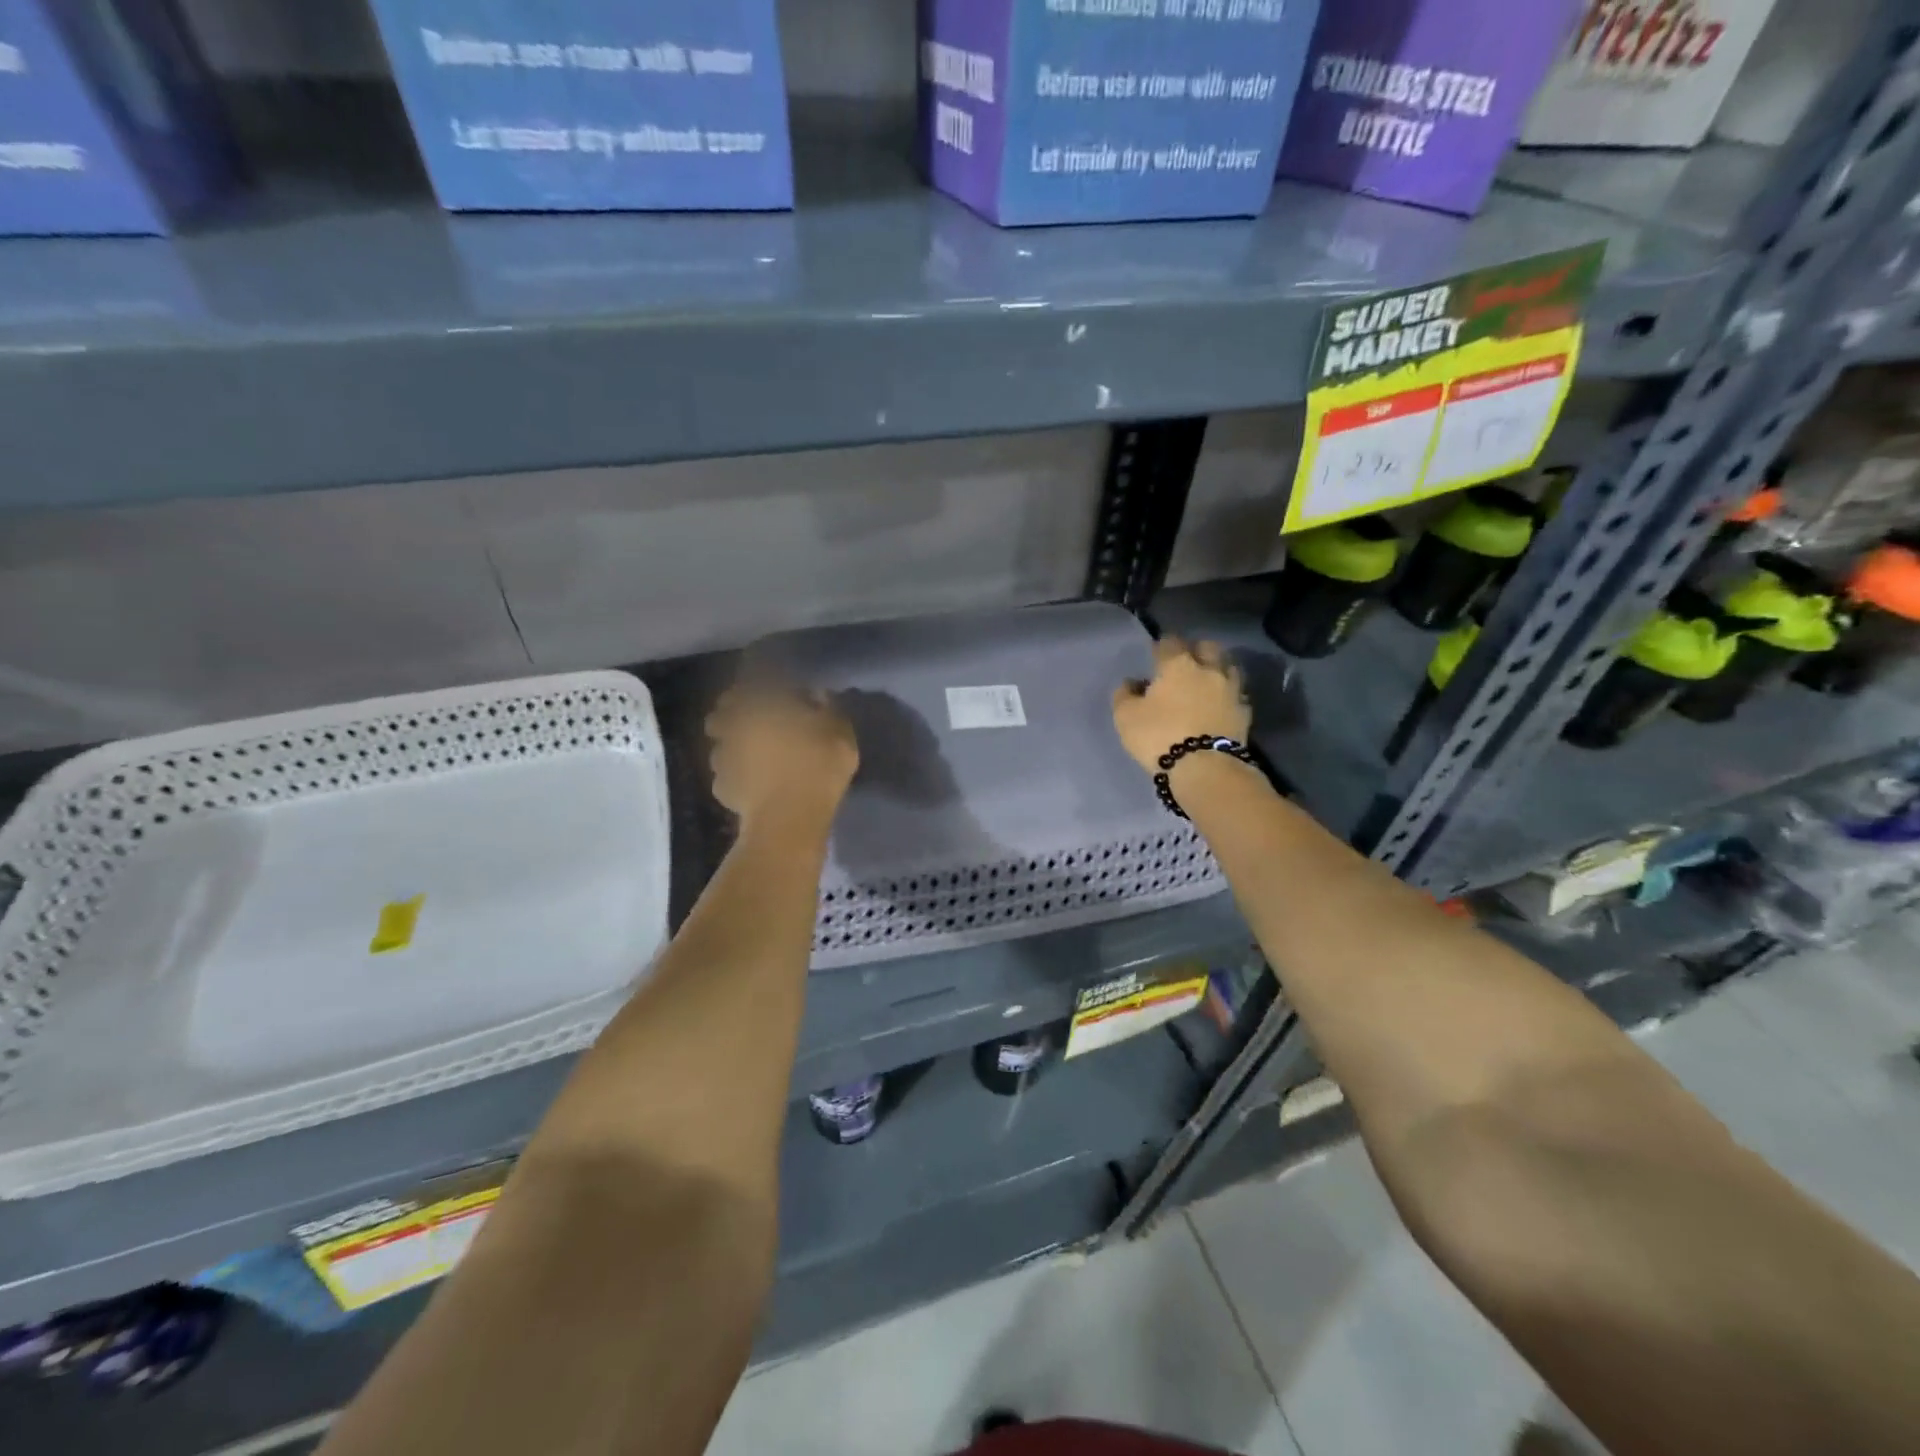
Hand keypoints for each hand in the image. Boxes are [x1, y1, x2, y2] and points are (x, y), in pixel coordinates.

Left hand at [706, 680, 859, 830]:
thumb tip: (816, 694)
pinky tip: (754, 783)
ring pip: (721, 744)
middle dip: (736, 713)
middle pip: (723, 712)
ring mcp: (722, 758)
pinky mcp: (721, 788)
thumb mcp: (839, 730)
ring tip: (754, 755)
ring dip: (733, 745)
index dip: (760, 683)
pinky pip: (727, 775)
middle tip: (758, 721)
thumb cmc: (817, 765)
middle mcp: (732, 724)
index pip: (749, 681)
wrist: (789, 819)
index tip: (775, 690)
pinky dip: (737, 775)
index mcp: (758, 702)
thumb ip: (827, 707)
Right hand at [1111, 636, 1251, 776]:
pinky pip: (1236, 694)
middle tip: (1186, 663)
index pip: (1170, 642)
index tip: (1155, 656)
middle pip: (1207, 647)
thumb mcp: (1125, 716)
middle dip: (1196, 650)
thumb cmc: (1159, 736)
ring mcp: (1231, 689)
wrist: (1205, 768)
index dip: (1162, 646)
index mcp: (1178, 664)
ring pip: (1228, 667)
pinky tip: (1220, 704)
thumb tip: (1131, 683)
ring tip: (1206, 682)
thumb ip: (1124, 694)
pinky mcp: (1245, 712)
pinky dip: (1228, 694)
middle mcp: (1209, 669)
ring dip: (1217, 669)